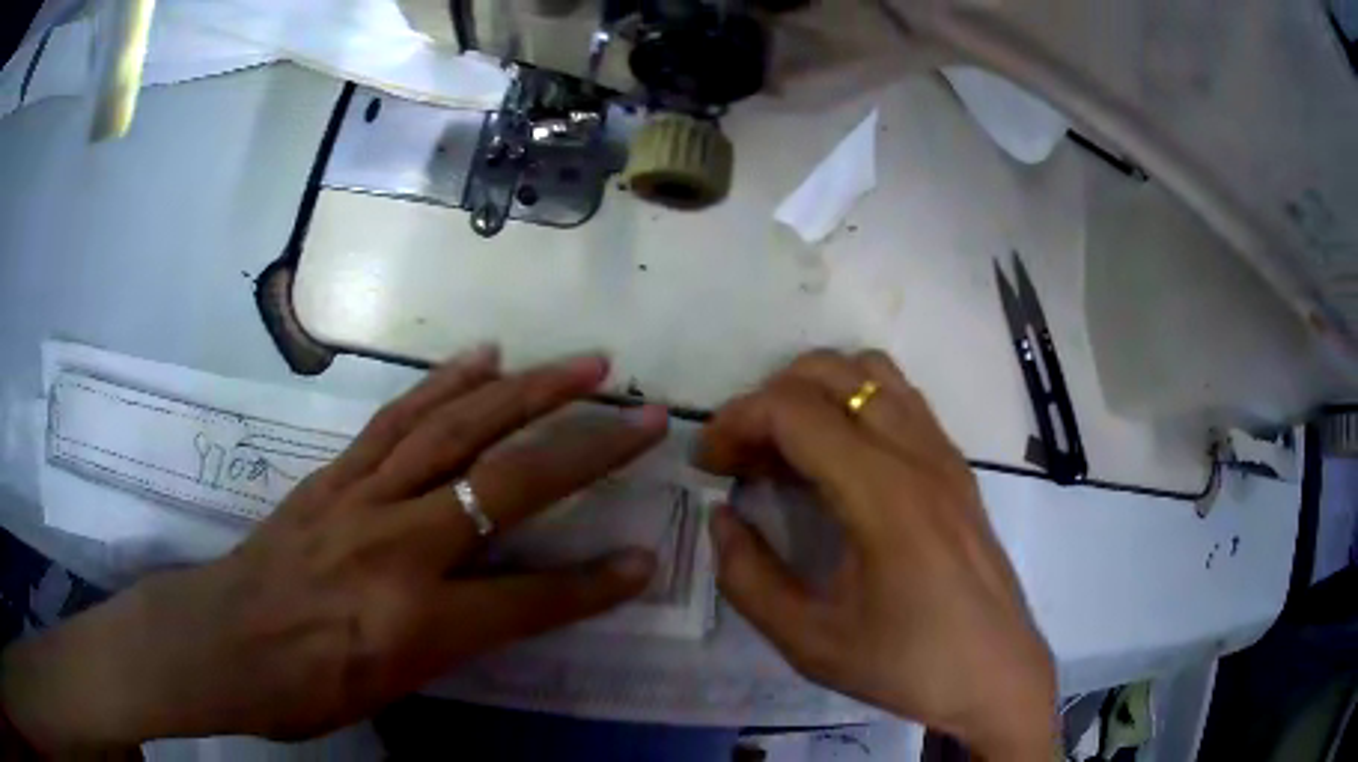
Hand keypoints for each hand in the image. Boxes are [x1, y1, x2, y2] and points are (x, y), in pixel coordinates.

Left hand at [1, 349, 666, 752]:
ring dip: (528, 391)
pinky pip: (398, 417)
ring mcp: (363, 495)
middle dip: (587, 449)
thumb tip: (519, 602)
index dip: (595, 584)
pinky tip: (482, 357)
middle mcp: (398, 545)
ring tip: (581, 363)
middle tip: (643, 414)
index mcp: (417, 620)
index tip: (647, 558)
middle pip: (507, 483)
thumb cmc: (308, 688)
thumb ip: (462, 638)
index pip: (531, 598)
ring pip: (458, 428)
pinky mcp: (336, 473)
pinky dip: (446, 383)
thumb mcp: (395, 686)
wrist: (224, 643)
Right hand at [698, 350, 1056, 759]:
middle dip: (768, 399)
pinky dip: (855, 402)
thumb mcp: (809, 642)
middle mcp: (917, 454)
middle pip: (830, 372)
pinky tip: (839, 459)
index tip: (709, 463)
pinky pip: (901, 398)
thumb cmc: (907, 665)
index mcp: (883, 495)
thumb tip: (722, 518)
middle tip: (742, 456)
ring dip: (815, 391)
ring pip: (871, 371)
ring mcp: (944, 453)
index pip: (795, 411)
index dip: (736, 421)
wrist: (995, 674)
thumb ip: (749, 578)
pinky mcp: (957, 465)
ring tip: (788, 449)